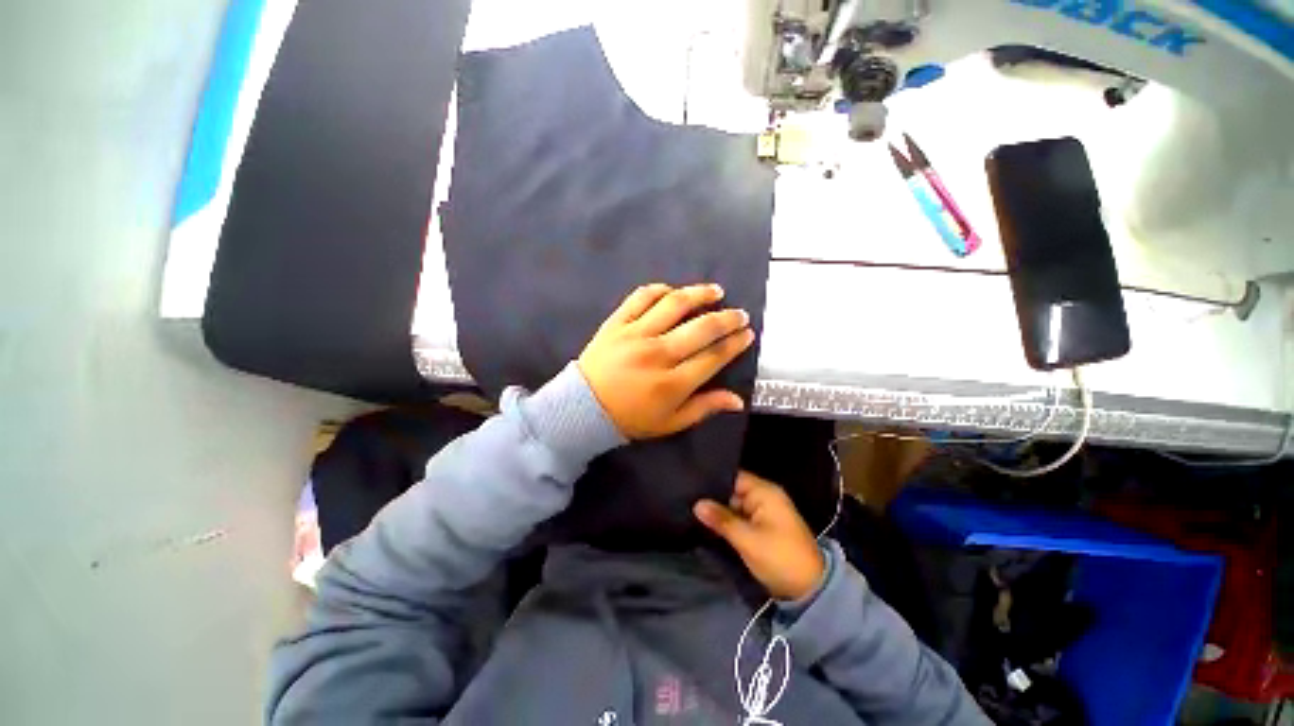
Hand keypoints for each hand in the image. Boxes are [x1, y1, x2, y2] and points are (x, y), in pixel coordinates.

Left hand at [577, 283, 754, 439]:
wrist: (582, 408)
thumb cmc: (629, 419)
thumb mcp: (670, 423)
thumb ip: (704, 408)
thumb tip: (738, 400)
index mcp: (673, 383)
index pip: (714, 356)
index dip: (735, 343)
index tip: (747, 334)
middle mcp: (658, 354)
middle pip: (702, 328)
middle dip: (728, 318)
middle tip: (739, 314)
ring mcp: (636, 334)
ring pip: (675, 304)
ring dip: (700, 294)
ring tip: (715, 292)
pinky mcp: (617, 323)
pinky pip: (641, 297)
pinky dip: (660, 290)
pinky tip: (672, 291)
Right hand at [694, 471, 825, 601]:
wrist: (809, 590)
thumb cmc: (779, 557)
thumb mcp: (747, 539)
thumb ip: (721, 519)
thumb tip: (697, 504)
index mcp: (765, 492)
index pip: (734, 477)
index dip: (713, 480)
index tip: (691, 483)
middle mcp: (764, 497)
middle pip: (733, 490)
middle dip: (713, 497)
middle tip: (687, 499)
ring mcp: (763, 513)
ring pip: (734, 505)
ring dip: (719, 510)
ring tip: (691, 508)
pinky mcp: (762, 527)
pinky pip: (740, 517)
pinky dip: (727, 521)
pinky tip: (707, 522)